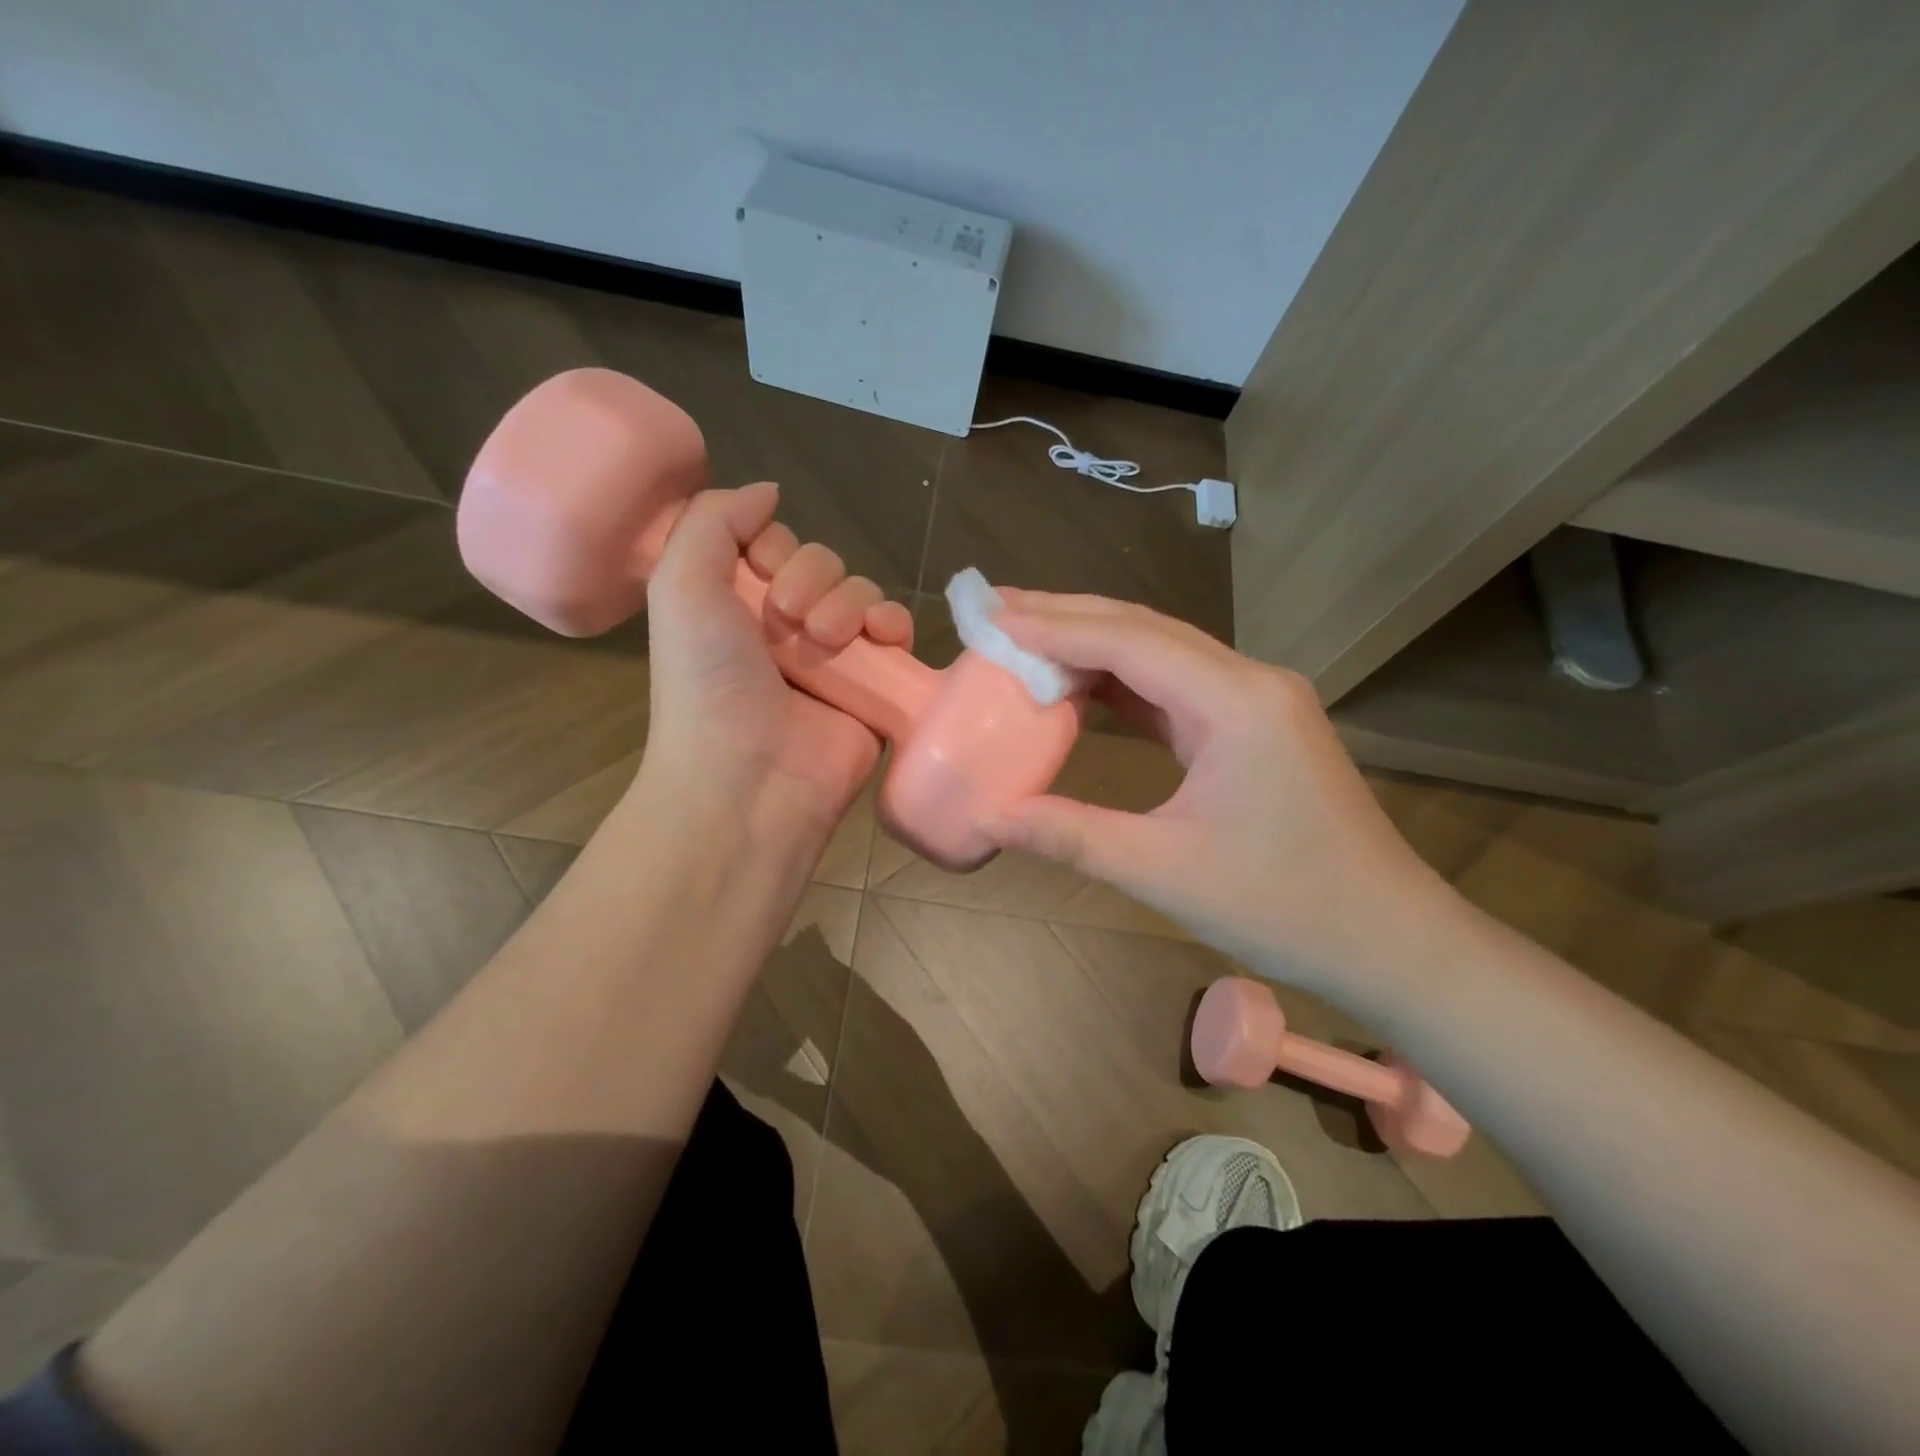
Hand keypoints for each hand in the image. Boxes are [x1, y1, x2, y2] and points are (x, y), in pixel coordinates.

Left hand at [635, 482, 912, 852]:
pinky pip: (896, 631)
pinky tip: (880, 638)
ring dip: (848, 603)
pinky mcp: (875, 685)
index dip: (776, 546)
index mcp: (738, 605)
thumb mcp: (680, 587)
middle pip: (824, 564)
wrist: (749, 777)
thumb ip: (714, 521)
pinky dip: (893, 623)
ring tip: (827, 641)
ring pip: (861, 592)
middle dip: (812, 578)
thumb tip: (768, 491)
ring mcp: (834, 657)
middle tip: (790, 618)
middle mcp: (786, 627)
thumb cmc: (707, 683)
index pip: (777, 545)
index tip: (763, 570)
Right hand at [979, 592, 1457, 1003]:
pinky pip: (1176, 685)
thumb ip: (1071, 837)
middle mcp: (1250, 681)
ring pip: (1161, 652)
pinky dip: (1122, 680)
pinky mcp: (1253, 724)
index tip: (991, 618)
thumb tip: (990, 819)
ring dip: (1093, 644)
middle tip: (996, 612)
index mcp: (1236, 703)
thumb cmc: (1285, 908)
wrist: (1388, 939)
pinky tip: (1080, 685)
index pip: (1129, 642)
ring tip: (1024, 638)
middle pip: (1145, 630)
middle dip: (1067, 617)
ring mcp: (1256, 700)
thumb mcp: (1165, 872)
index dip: (1054, 627)